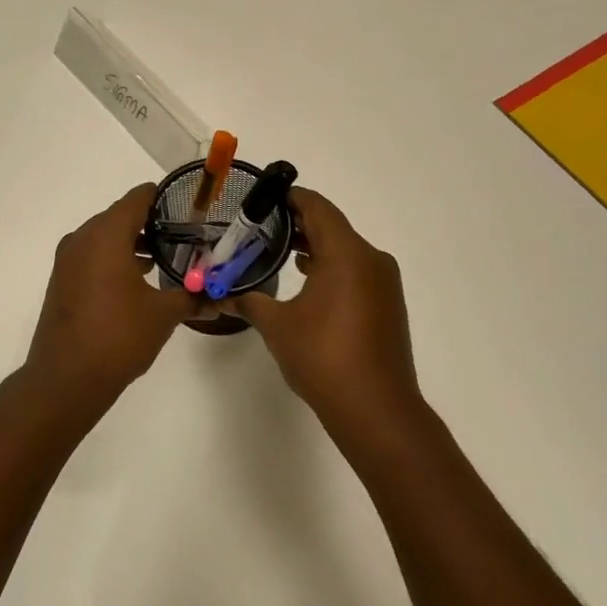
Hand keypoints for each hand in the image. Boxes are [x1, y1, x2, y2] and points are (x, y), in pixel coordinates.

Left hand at [23, 184, 195, 409]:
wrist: (66, 378)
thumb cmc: (118, 336)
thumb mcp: (163, 315)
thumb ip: (192, 298)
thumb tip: (218, 297)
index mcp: (107, 234)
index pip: (138, 198)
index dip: (164, 198)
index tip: (189, 207)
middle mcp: (82, 238)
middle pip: (120, 216)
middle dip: (151, 223)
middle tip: (183, 235)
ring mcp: (68, 260)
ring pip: (104, 238)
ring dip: (132, 243)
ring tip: (165, 259)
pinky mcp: (62, 281)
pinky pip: (92, 256)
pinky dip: (113, 259)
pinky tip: (137, 281)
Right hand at [228, 188, 423, 432]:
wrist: (376, 409)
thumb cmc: (323, 357)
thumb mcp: (276, 326)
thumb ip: (248, 301)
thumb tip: (220, 295)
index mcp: (347, 254)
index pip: (317, 208)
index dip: (290, 198)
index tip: (262, 196)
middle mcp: (371, 260)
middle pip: (332, 226)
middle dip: (297, 223)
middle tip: (259, 224)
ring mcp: (383, 283)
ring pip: (345, 250)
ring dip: (314, 246)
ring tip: (276, 250)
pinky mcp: (386, 305)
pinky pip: (355, 271)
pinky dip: (330, 267)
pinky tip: (305, 280)